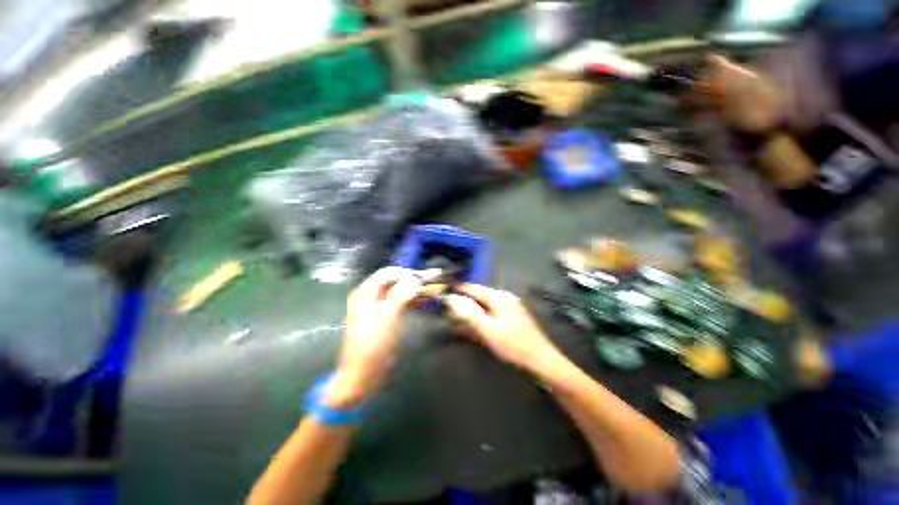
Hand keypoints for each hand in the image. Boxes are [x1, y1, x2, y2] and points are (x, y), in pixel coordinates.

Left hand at [326, 267, 420, 408]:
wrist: (361, 374)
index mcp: (365, 292)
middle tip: (429, 282)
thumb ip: (400, 294)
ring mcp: (372, 306)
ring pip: (394, 290)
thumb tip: (414, 279)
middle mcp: (367, 295)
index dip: (406, 272)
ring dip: (410, 288)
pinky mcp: (379, 316)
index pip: (388, 273)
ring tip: (427, 290)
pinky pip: (394, 301)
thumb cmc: (373, 344)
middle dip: (410, 279)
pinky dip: (407, 298)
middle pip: (391, 280)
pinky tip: (418, 301)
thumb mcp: (387, 317)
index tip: (424, 277)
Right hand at [444, 284, 562, 374]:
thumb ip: (469, 313)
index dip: (459, 290)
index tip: (445, 292)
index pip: (474, 288)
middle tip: (452, 308)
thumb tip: (452, 299)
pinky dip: (484, 314)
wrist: (541, 359)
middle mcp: (506, 296)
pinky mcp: (515, 314)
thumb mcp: (488, 330)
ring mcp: (512, 305)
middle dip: (466, 300)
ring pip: (487, 303)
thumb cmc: (513, 345)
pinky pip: (494, 309)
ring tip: (463, 316)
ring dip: (474, 308)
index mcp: (499, 297)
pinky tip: (480, 322)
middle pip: (480, 295)